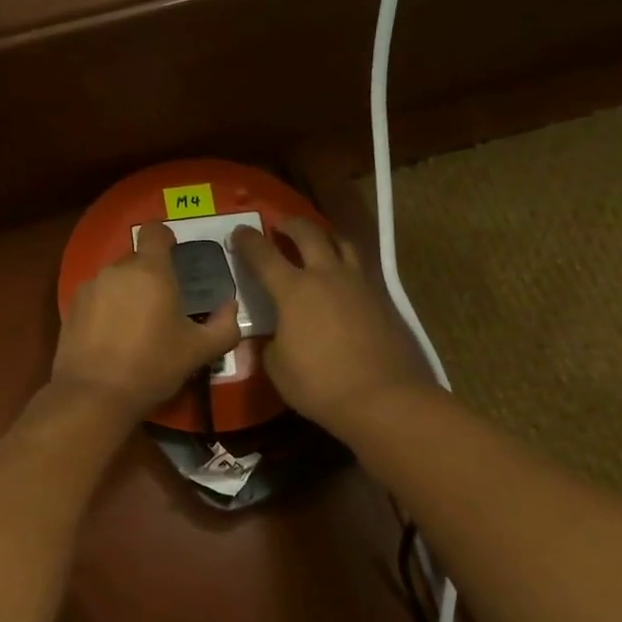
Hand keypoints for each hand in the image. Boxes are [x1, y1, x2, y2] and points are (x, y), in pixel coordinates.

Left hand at [52, 222, 242, 420]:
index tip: (175, 255)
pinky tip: (112, 337)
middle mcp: (117, 270)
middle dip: (150, 275)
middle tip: (163, 305)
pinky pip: (96, 297)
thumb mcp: (199, 351)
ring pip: (115, 279)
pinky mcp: (71, 308)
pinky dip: (106, 308)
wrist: (93, 396)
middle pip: (136, 258)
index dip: (166, 238)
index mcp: (150, 271)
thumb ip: (224, 326)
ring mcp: (90, 287)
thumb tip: (231, 308)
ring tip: (136, 325)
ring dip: (127, 292)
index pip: (155, 230)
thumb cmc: (152, 366)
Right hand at [232, 217, 431, 436]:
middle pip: (308, 234)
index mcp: (294, 290)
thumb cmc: (320, 384)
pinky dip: (345, 262)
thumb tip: (276, 335)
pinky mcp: (382, 299)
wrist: (383, 398)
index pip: (264, 255)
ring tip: (317, 241)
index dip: (248, 241)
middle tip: (279, 224)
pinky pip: (360, 269)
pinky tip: (341, 278)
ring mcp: (359, 284)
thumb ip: (271, 343)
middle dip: (290, 224)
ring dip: (324, 236)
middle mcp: (327, 276)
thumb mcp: (277, 367)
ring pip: (342, 243)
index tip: (238, 231)